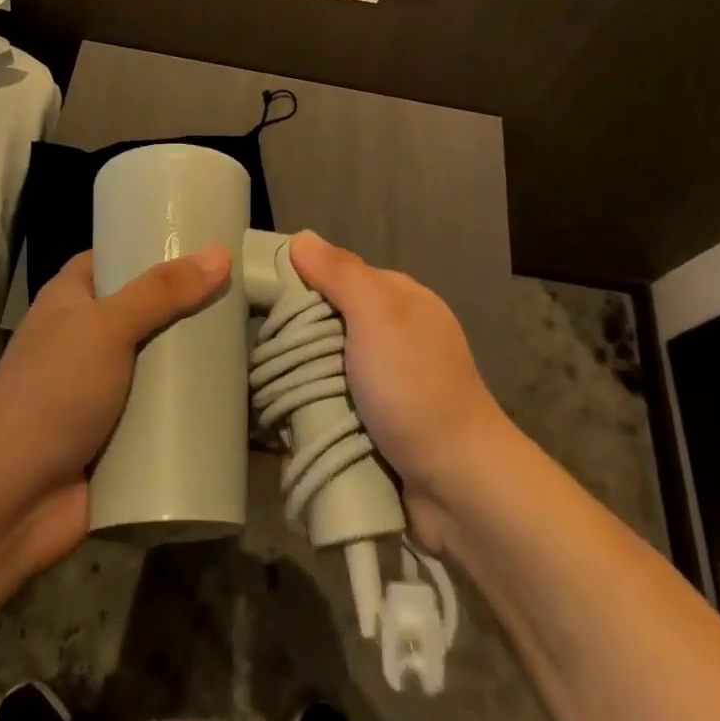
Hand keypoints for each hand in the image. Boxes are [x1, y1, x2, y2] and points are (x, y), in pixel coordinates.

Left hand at [0, 245, 230, 570]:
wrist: (11, 501)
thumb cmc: (52, 394)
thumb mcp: (106, 328)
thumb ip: (161, 292)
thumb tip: (221, 253)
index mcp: (71, 300)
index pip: (115, 257)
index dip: (153, 247)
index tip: (205, 243)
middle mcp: (87, 338)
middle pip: (147, 310)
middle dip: (189, 306)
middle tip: (243, 292)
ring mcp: (104, 389)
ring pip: (159, 362)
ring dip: (195, 358)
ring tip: (251, 338)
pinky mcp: (121, 433)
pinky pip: (164, 410)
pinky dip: (191, 404)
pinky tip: (236, 393)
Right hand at [289, 230, 511, 551]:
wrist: (457, 483)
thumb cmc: (414, 386)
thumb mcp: (378, 314)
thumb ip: (340, 273)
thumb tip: (301, 238)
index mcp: (402, 300)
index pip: (338, 276)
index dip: (302, 284)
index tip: (262, 303)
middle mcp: (397, 335)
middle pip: (331, 322)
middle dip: (299, 339)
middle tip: (261, 355)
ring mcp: (390, 383)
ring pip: (329, 367)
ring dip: (303, 380)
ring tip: (265, 391)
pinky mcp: (382, 424)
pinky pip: (336, 405)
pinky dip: (316, 410)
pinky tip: (289, 419)